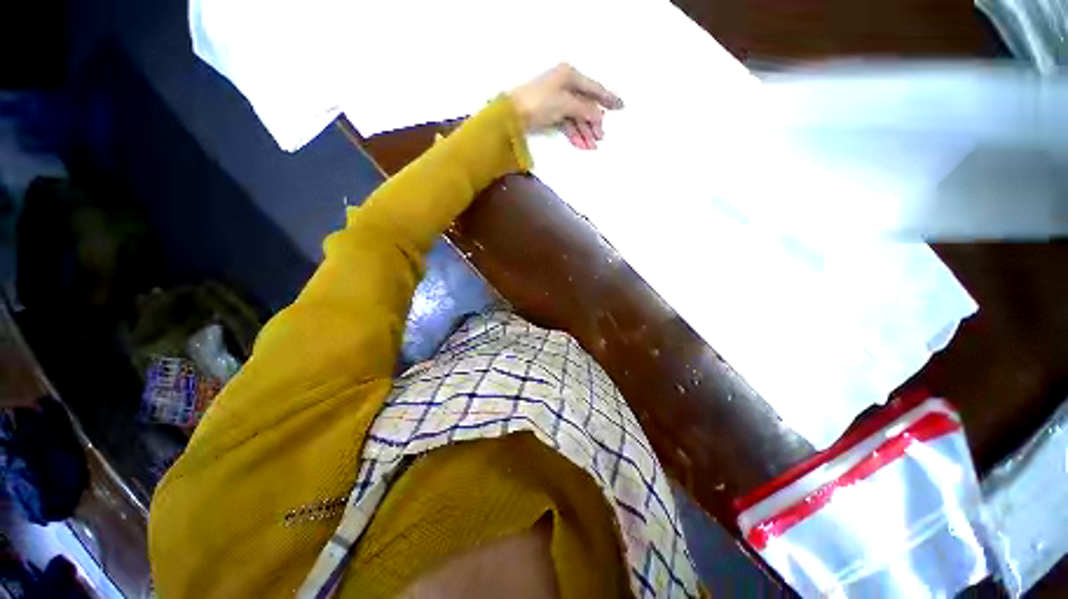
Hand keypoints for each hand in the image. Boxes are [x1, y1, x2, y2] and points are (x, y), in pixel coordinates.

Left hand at [509, 63, 623, 149]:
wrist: (512, 115)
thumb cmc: (540, 103)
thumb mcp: (566, 104)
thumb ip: (585, 109)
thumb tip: (599, 116)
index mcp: (569, 75)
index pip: (594, 88)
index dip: (608, 98)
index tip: (621, 107)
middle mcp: (564, 85)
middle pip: (585, 105)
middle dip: (594, 123)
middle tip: (601, 138)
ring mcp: (556, 100)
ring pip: (576, 117)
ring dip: (584, 132)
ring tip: (591, 147)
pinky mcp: (549, 113)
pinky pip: (566, 123)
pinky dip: (573, 134)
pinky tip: (580, 145)